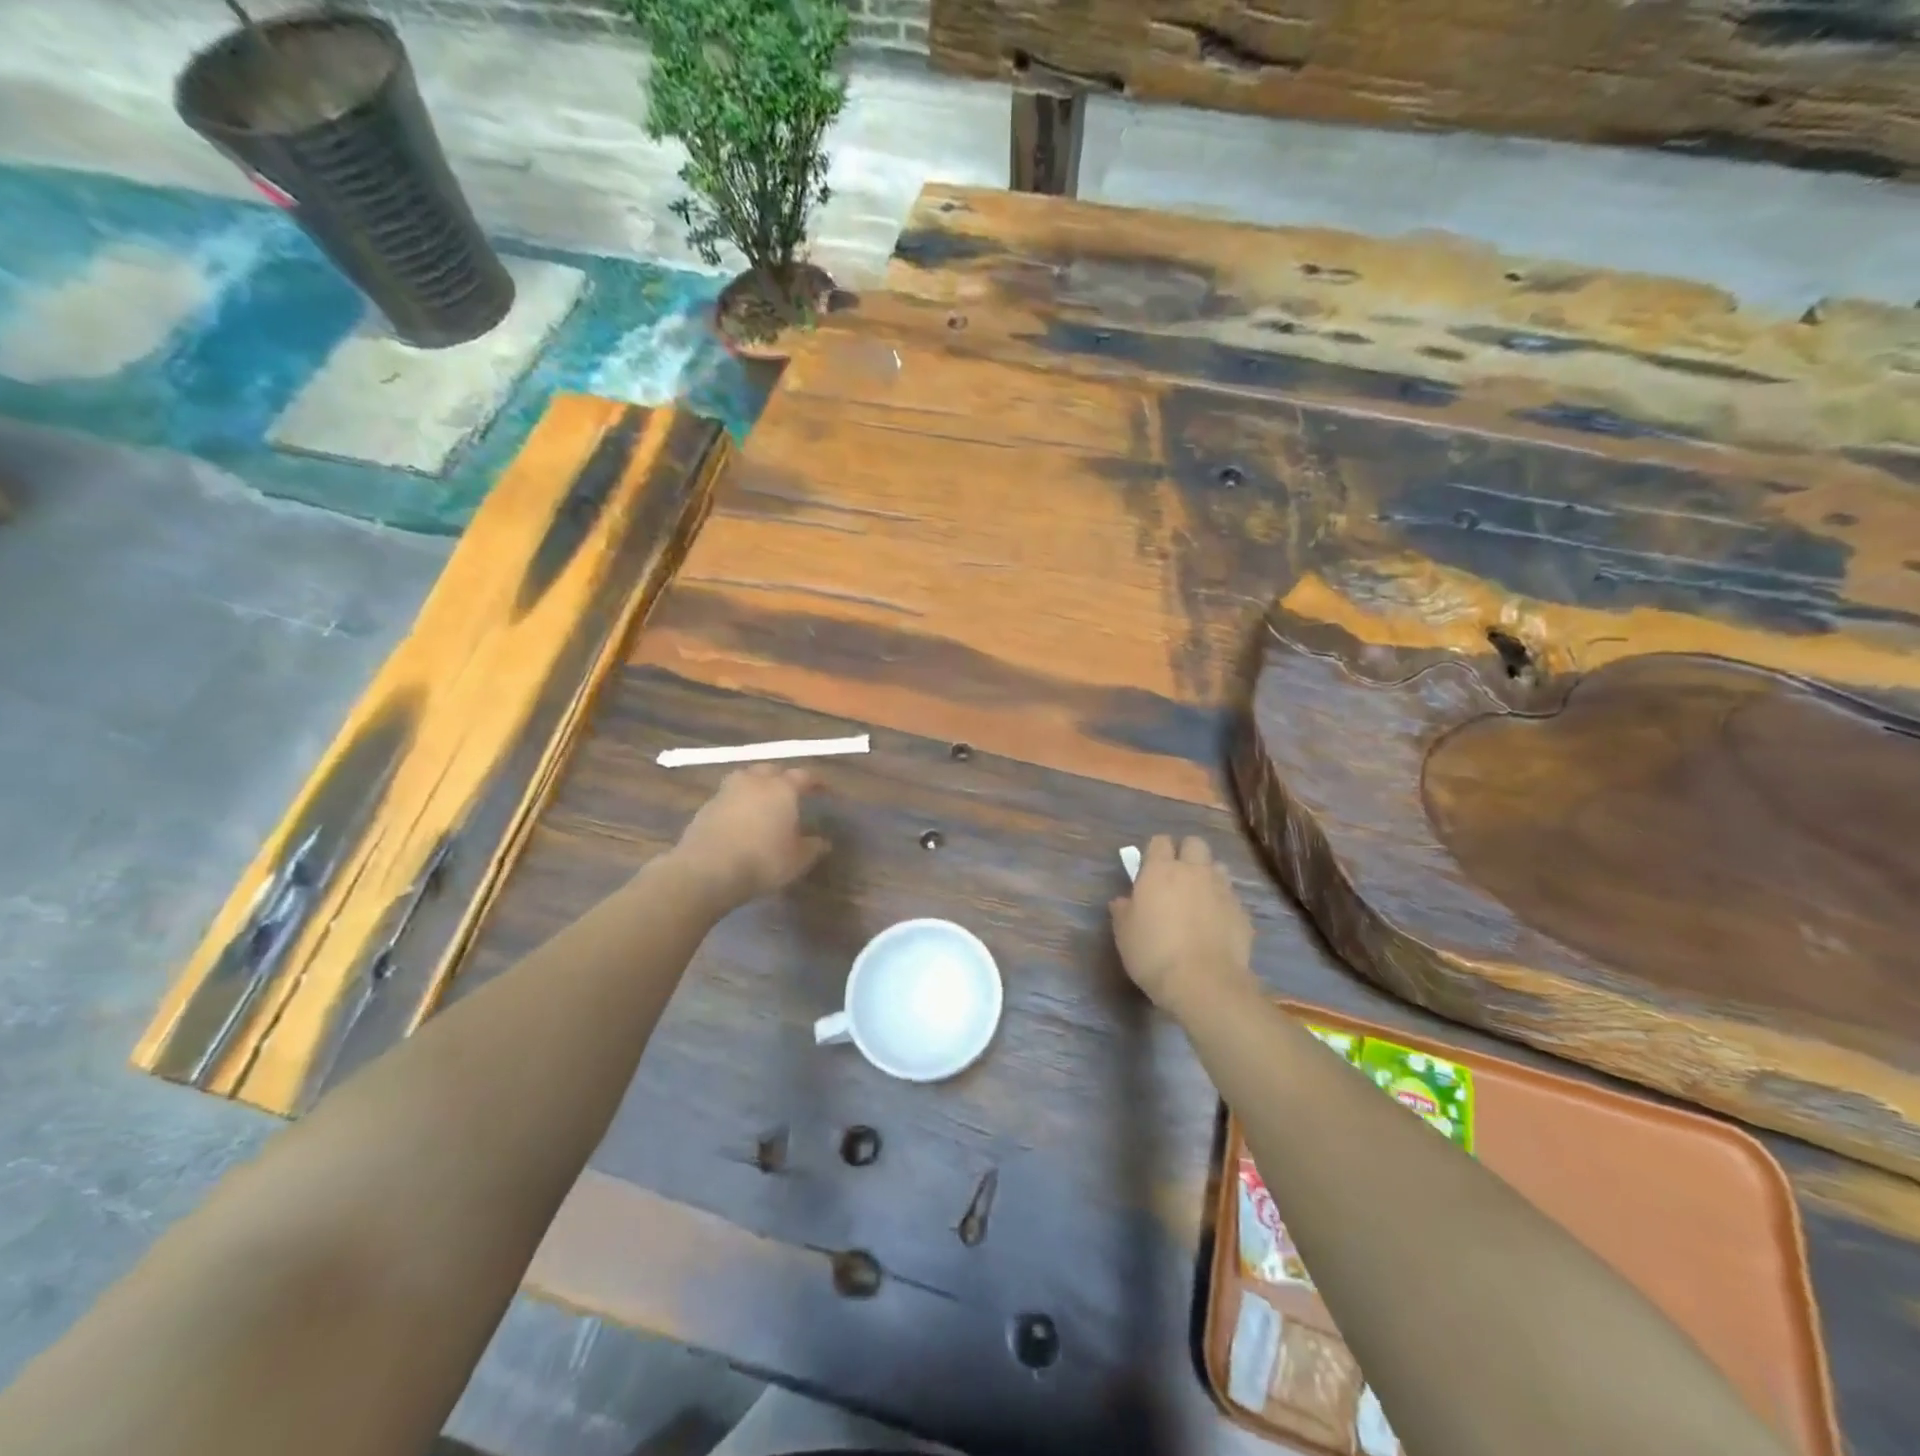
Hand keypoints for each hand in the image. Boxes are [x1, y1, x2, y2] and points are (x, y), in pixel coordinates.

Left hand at [671, 764, 828, 907]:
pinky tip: (739, 820)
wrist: (707, 870)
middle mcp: (755, 782)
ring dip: (755, 786)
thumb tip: (823, 842)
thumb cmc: (762, 860)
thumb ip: (813, 847)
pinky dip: (737, 803)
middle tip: (790, 792)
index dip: (816, 782)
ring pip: (745, 779)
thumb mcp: (797, 860)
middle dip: (782, 777)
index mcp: (782, 788)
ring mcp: (727, 792)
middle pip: (771, 770)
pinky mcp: (706, 807)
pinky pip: (728, 797)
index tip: (824, 790)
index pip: (804, 776)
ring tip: (762, 801)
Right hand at [1110, 835, 1255, 1015]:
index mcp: (1160, 871)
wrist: (1204, 983)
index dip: (1155, 852)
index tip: (1149, 869)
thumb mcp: (1124, 934)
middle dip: (1186, 854)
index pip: (1160, 841)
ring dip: (1208, 876)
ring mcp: (1222, 890)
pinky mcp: (1242, 912)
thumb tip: (1123, 901)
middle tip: (1176, 878)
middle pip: (1194, 844)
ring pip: (1217, 867)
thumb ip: (1123, 910)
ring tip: (1199, 900)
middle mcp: (1194, 872)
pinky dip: (1223, 905)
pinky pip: (1231, 897)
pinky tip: (1215, 926)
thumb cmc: (1153, 953)